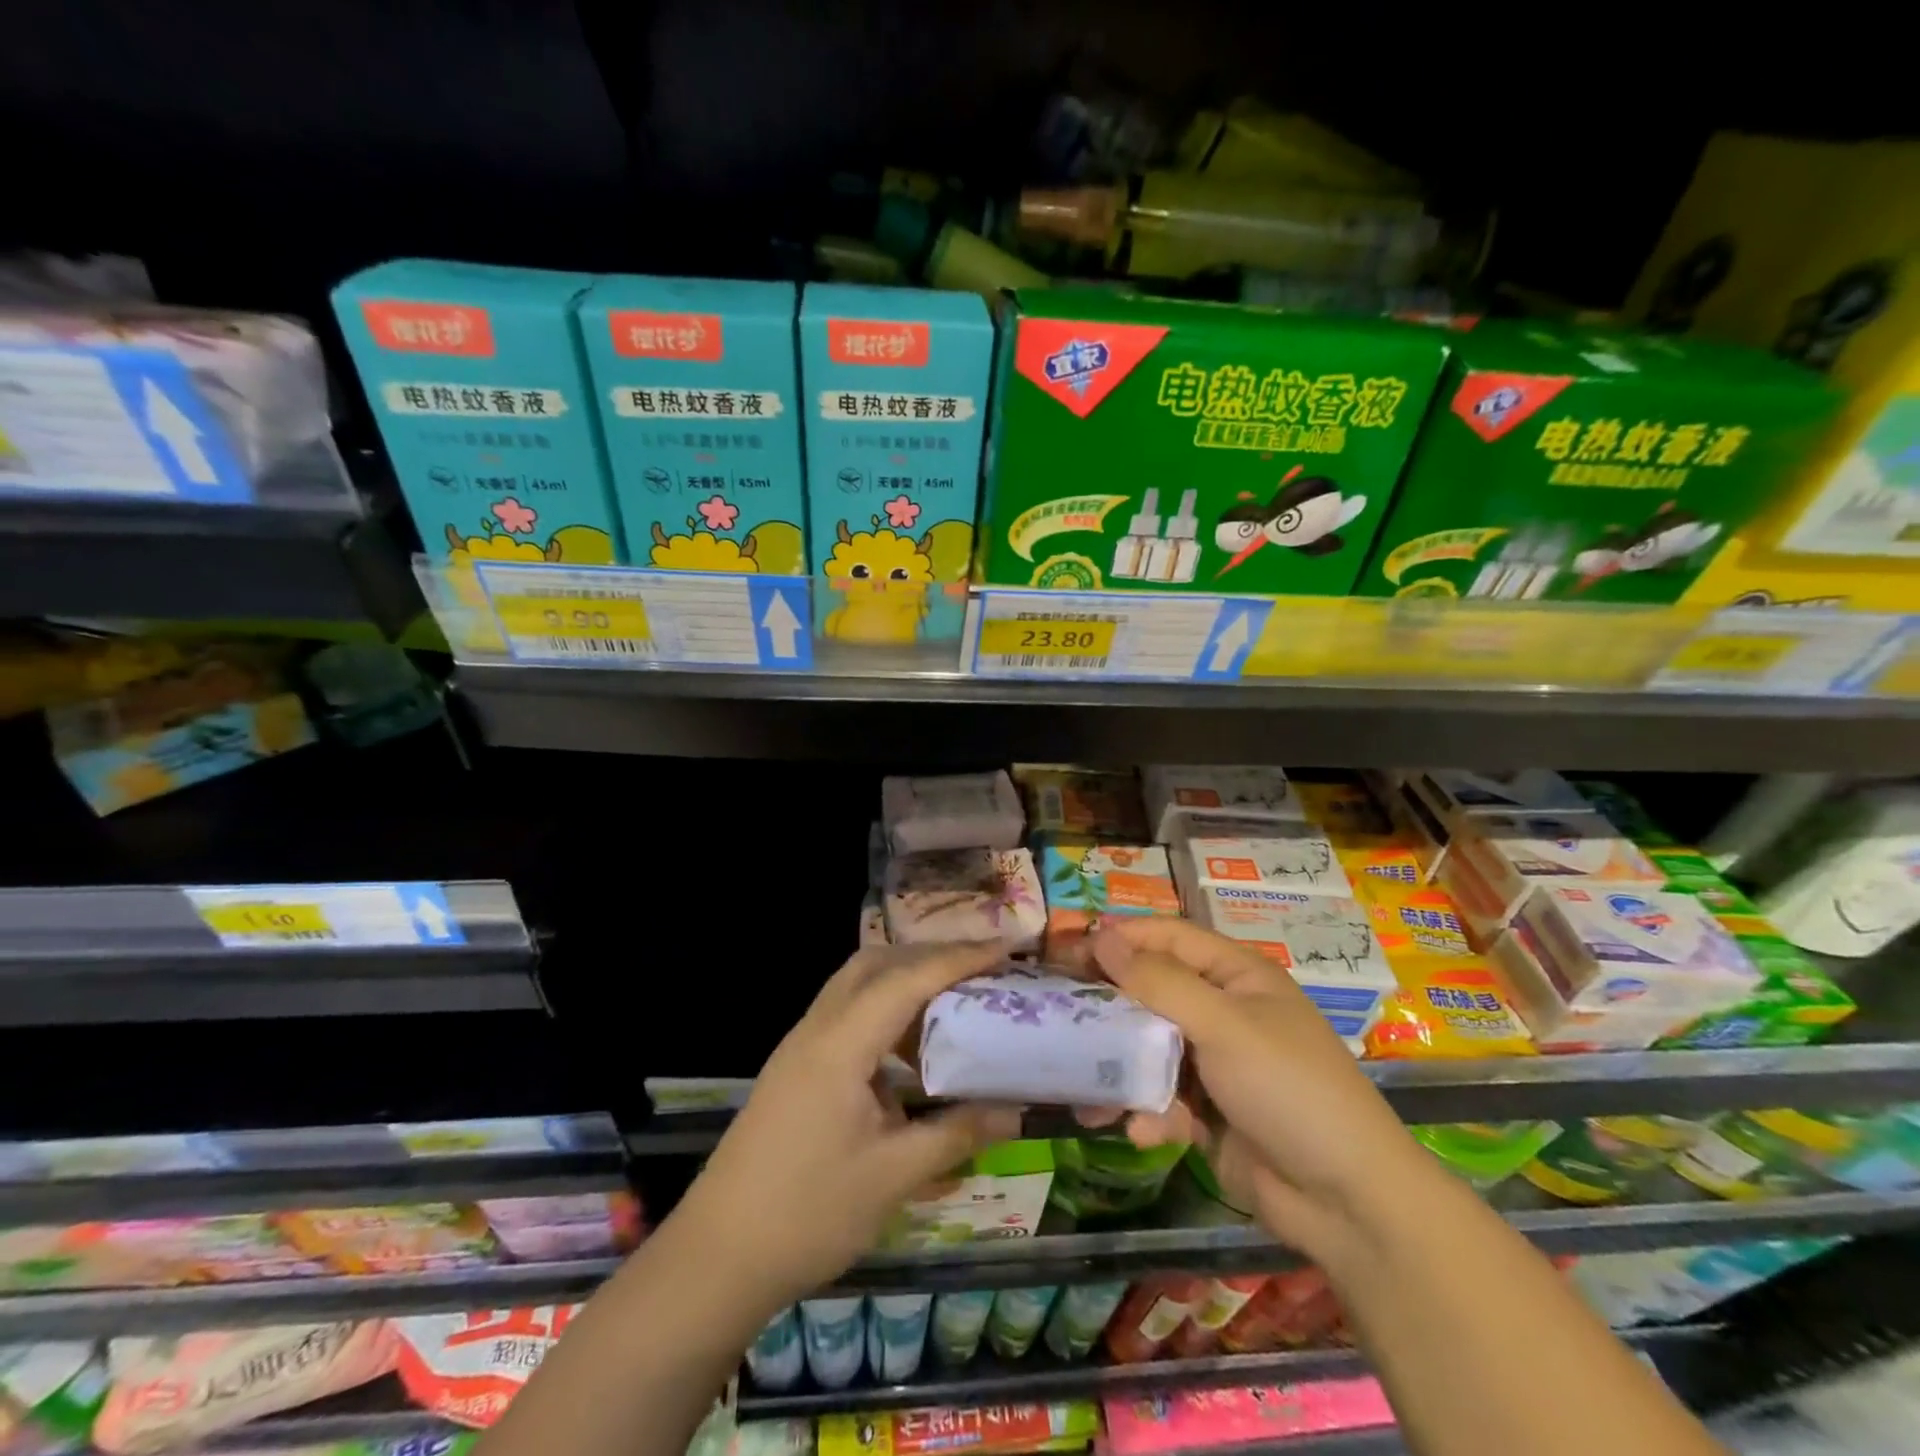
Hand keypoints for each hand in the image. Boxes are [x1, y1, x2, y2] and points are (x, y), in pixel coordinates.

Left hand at [670, 943, 1021, 1309]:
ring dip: (902, 984)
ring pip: (855, 987)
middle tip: (976, 971)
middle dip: (927, 958)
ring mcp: (800, 1048)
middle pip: (874, 965)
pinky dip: (882, 1016)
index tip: (1003, 949)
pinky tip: (908, 1057)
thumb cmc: (807, 1213)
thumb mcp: (892, 1176)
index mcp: (840, 1044)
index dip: (958, 958)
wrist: (715, 1258)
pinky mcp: (794, 1070)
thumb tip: (1014, 1110)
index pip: (907, 979)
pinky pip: (845, 1017)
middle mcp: (817, 1029)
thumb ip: (956, 1134)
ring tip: (950, 1005)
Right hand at [1084, 918, 1432, 1262]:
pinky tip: (1145, 1132)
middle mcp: (1222, 1010)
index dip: (1119, 939)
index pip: (1167, 937)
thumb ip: (1159, 982)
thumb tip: (1102, 937)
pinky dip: (1150, 1113)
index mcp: (1235, 975)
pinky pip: (1162, 1097)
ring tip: (1088, 1094)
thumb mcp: (1223, 1026)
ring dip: (1120, 1070)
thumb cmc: (1289, 1089)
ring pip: (1148, 1049)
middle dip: (1109, 1009)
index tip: (1068, 952)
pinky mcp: (1208, 1112)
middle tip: (1060, 1019)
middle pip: (1151, 992)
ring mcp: (1214, 1063)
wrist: (1349, 1202)